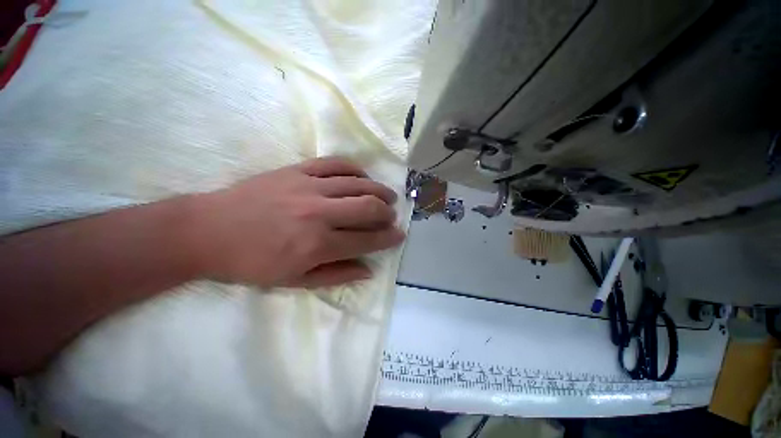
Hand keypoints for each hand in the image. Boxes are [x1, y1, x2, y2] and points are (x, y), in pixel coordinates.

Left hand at [186, 157, 404, 287]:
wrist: (213, 231)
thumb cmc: (249, 263)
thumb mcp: (291, 280)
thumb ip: (333, 275)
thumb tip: (367, 270)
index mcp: (318, 245)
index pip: (366, 239)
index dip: (388, 238)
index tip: (399, 236)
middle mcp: (319, 212)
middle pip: (368, 207)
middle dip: (387, 213)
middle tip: (392, 218)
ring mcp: (307, 186)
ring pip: (356, 182)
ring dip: (377, 189)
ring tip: (385, 196)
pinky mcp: (295, 170)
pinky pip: (333, 163)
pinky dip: (353, 168)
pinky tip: (360, 175)